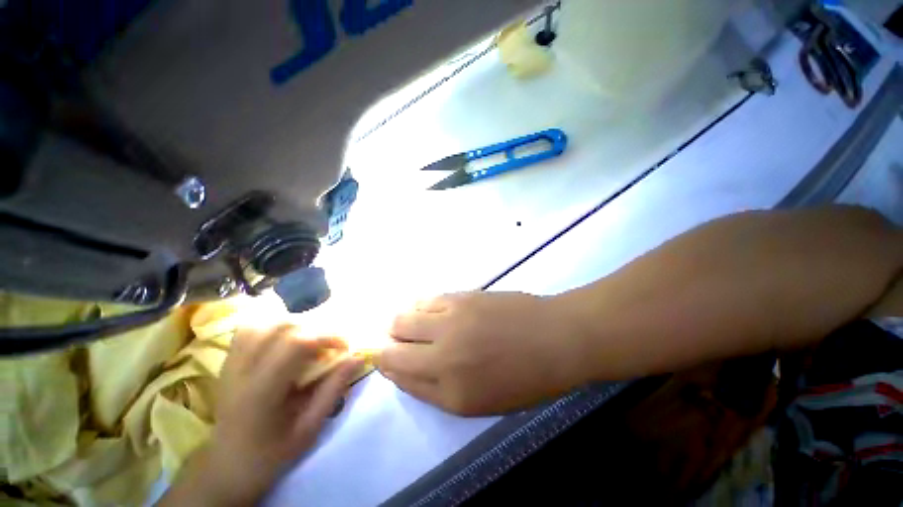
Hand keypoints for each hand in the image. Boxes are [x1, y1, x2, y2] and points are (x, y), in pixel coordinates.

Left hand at [160, 324, 362, 505]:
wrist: (227, 467)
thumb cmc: (271, 454)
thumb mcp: (309, 429)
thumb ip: (333, 390)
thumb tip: (357, 357)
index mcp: (261, 391)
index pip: (295, 343)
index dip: (326, 336)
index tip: (344, 347)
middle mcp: (242, 371)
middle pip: (281, 327)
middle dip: (314, 328)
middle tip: (328, 345)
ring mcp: (230, 364)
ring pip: (263, 323)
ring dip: (294, 324)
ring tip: (308, 340)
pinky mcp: (227, 362)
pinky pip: (248, 330)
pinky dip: (272, 326)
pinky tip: (284, 338)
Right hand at [375, 292, 586, 415]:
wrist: (554, 338)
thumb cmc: (523, 377)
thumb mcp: (480, 401)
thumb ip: (438, 389)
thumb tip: (406, 368)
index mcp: (450, 393)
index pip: (399, 378)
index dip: (387, 366)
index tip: (386, 358)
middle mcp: (443, 357)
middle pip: (392, 347)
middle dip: (387, 344)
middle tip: (397, 340)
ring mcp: (450, 322)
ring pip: (403, 318)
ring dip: (400, 322)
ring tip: (412, 322)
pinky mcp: (460, 297)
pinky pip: (425, 300)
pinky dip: (419, 305)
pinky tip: (428, 308)